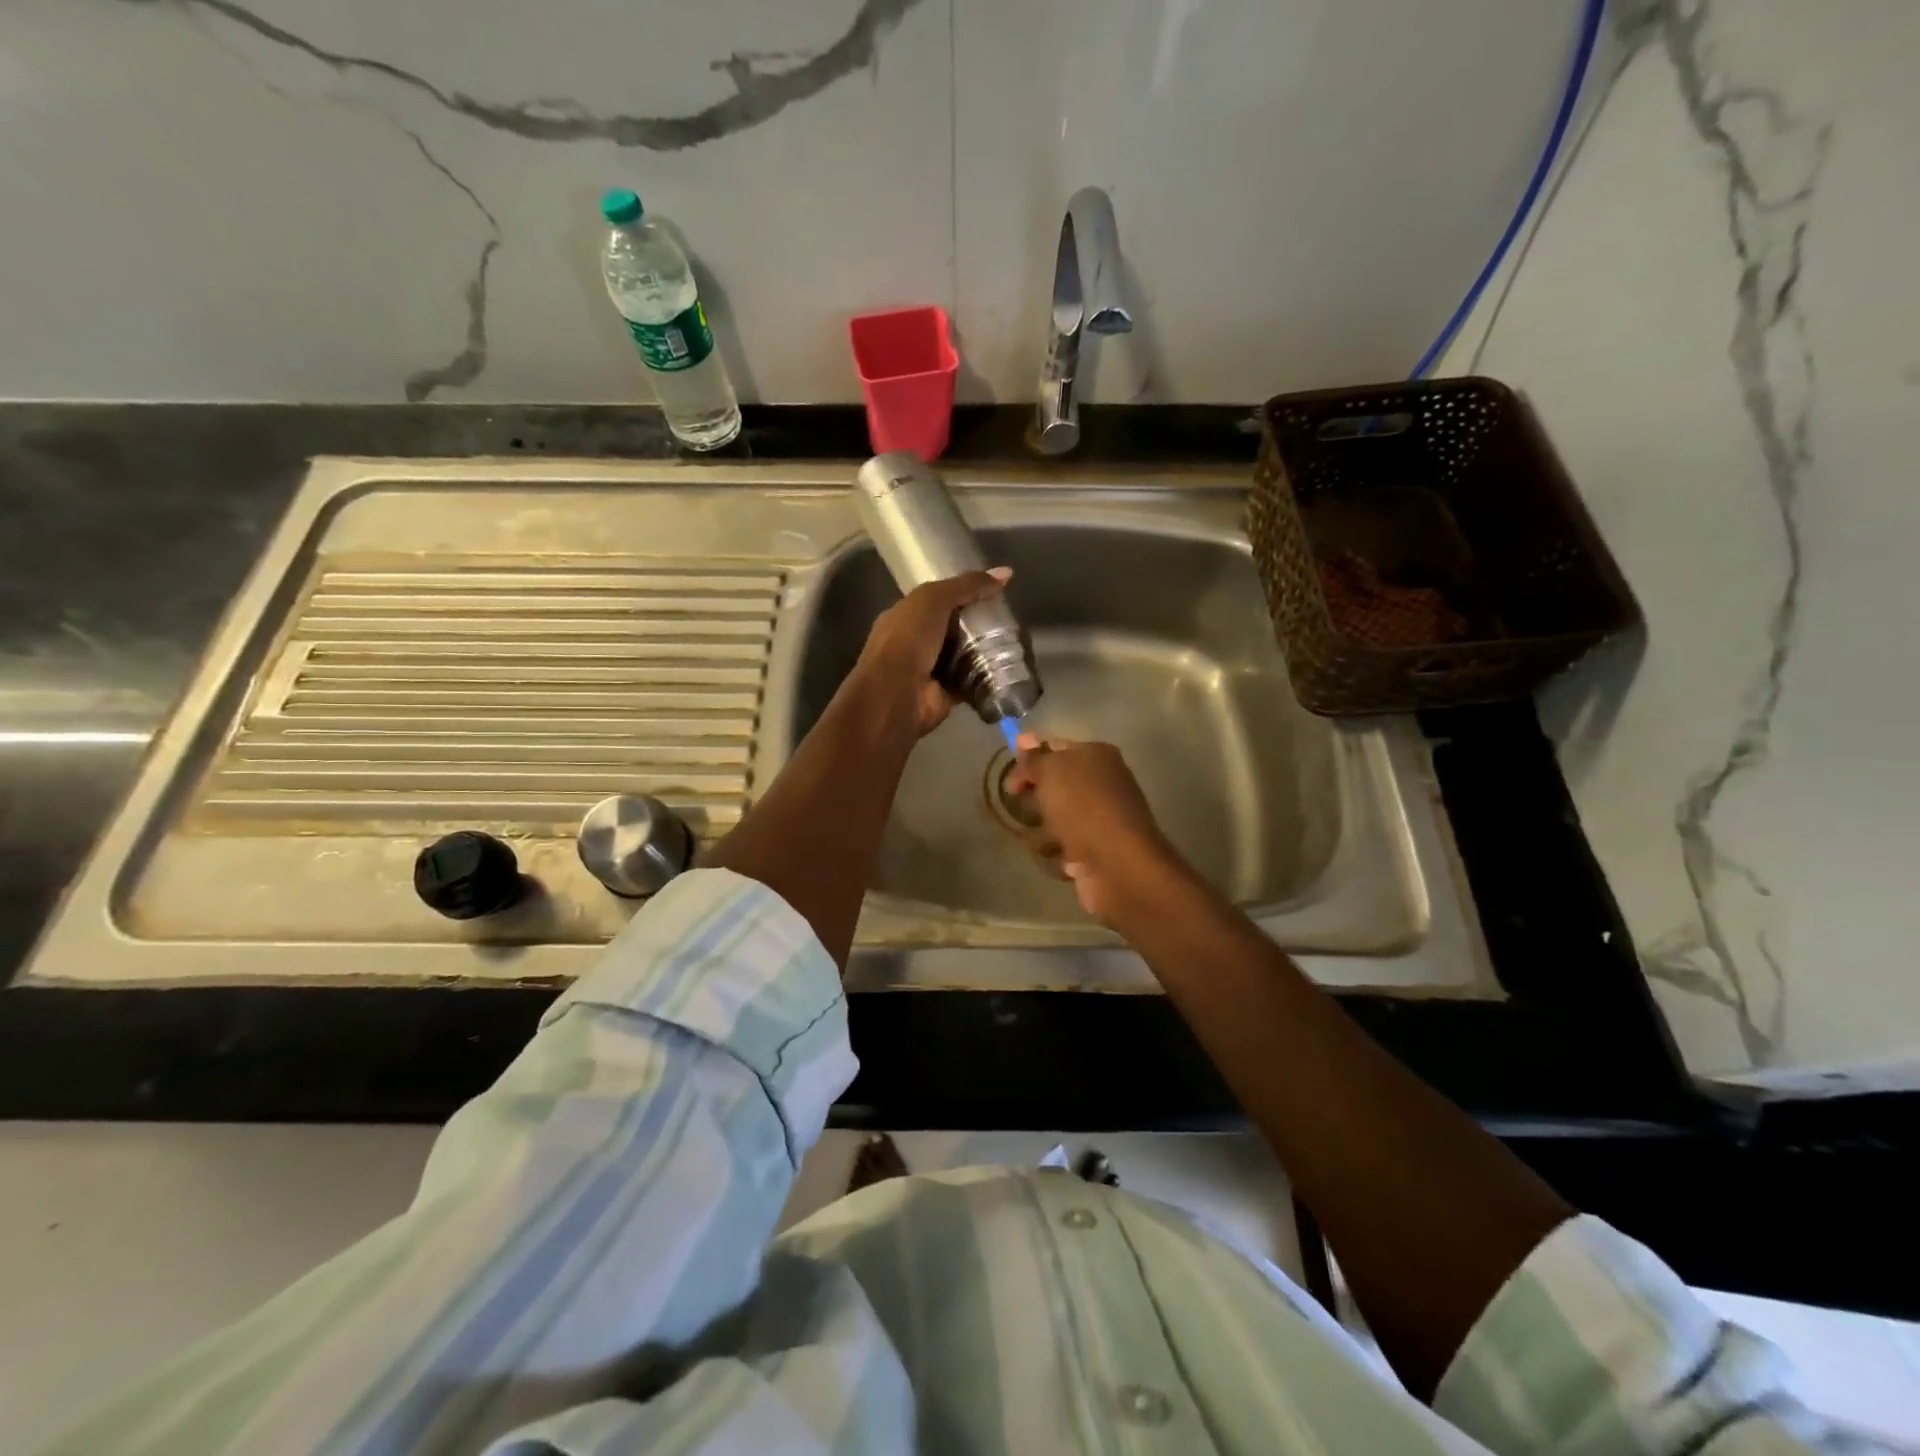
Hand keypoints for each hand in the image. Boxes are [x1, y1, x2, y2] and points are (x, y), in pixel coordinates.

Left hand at [849, 567, 1011, 738]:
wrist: (897, 694)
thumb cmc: (908, 639)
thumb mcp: (934, 599)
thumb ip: (967, 585)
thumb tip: (1006, 573)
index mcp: (904, 617)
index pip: (936, 601)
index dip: (962, 594)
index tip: (993, 592)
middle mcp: (915, 643)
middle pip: (953, 630)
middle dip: (978, 625)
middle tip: (1010, 619)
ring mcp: (930, 671)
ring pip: (964, 657)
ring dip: (986, 653)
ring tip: (1016, 643)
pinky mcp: (946, 694)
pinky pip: (972, 683)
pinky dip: (988, 679)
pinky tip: (1011, 670)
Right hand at [1005, 734, 1182, 921]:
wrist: (1118, 865)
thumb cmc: (1084, 808)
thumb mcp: (1052, 772)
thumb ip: (1034, 758)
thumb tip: (1023, 739)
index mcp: (1097, 756)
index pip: (1054, 748)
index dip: (1028, 760)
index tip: (1010, 780)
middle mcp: (1102, 783)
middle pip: (1054, 784)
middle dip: (1035, 797)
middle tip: (1023, 806)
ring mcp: (1100, 819)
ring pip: (1055, 817)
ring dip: (1043, 829)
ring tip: (1049, 838)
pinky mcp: (1096, 851)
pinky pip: (1063, 847)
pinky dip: (1057, 855)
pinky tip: (1062, 859)